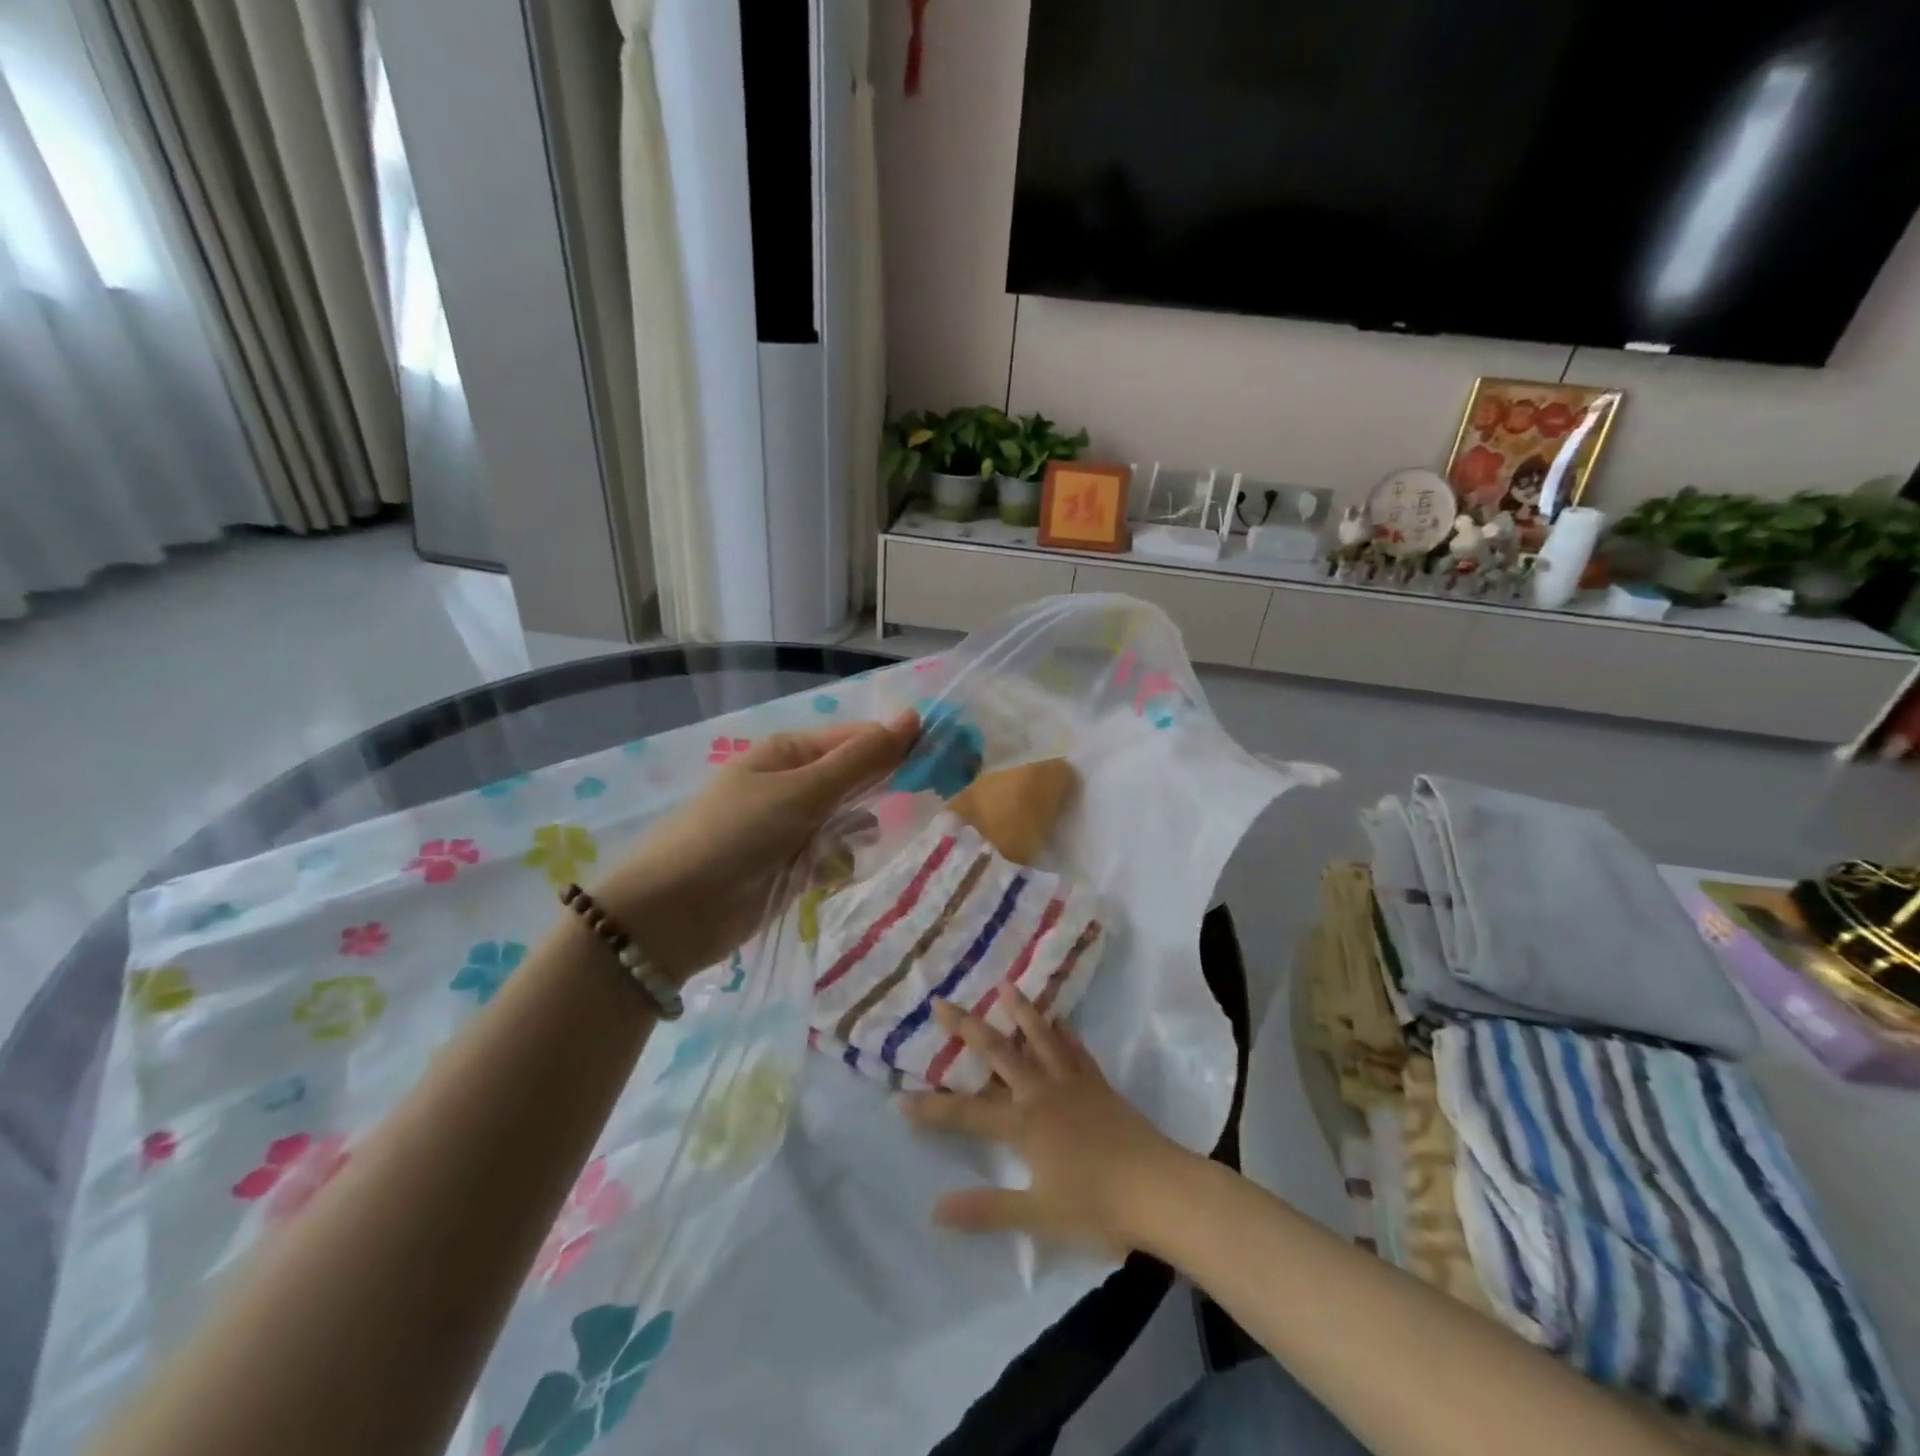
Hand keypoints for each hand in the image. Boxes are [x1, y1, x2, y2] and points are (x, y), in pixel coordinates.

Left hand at [595, 712, 918, 980]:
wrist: (674, 913)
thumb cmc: (737, 836)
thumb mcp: (803, 791)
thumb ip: (861, 759)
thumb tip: (914, 717)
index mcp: (789, 753)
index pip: (856, 739)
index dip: (895, 747)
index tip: (938, 762)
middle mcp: (791, 783)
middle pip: (853, 778)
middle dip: (879, 791)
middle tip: (916, 802)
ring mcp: (790, 826)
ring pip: (848, 819)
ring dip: (857, 832)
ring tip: (850, 846)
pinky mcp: (790, 866)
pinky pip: (832, 854)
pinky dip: (837, 862)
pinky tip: (831, 873)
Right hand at [900, 990, 1196, 1256]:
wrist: (1159, 1189)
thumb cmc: (1097, 1207)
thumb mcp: (1037, 1215)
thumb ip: (986, 1209)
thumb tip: (935, 1209)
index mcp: (1023, 1124)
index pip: (967, 1114)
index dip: (932, 1108)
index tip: (899, 1098)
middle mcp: (1042, 1092)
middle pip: (998, 1053)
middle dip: (966, 1028)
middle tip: (941, 1003)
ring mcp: (1072, 1083)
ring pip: (1039, 1038)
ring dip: (1020, 1011)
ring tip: (1005, 985)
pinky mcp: (1098, 1084)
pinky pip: (1075, 1049)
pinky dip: (1063, 1031)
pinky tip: (1058, 1017)